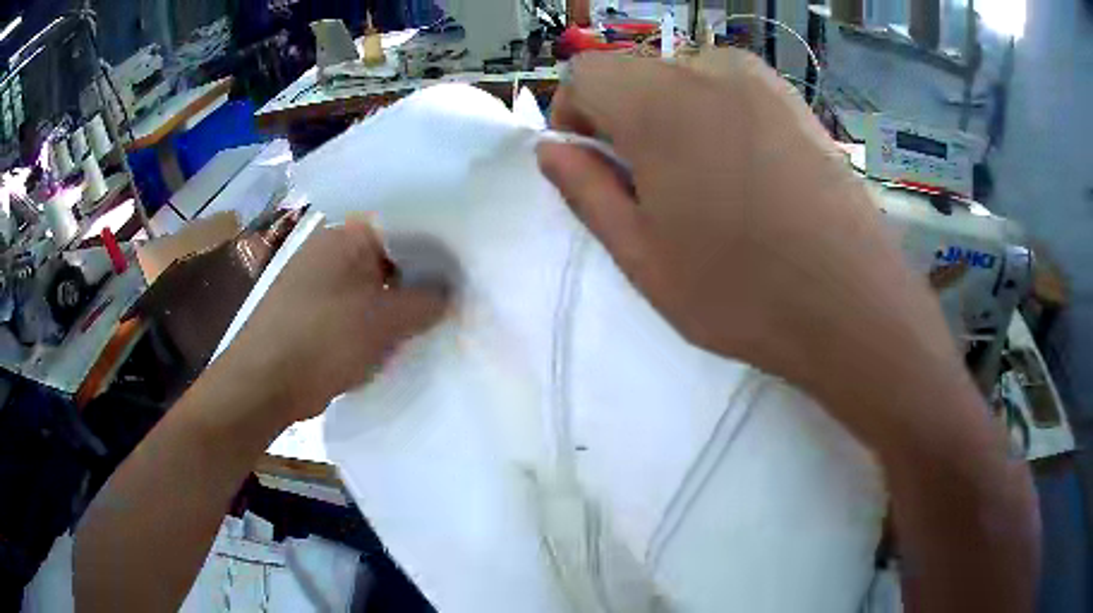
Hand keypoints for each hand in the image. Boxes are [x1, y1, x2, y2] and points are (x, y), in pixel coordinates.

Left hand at [220, 219, 448, 427]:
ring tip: (429, 321)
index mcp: (346, 235)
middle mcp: (329, 248)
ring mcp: (315, 279)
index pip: (404, 226)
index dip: (437, 248)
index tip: (463, 272)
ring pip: (370, 283)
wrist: (263, 384)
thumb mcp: (385, 321)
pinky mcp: (309, 309)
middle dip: (418, 279)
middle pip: (387, 255)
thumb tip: (450, 292)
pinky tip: (394, 338)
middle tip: (453, 299)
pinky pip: (352, 305)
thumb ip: (426, 301)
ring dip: (395, 302)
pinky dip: (373, 318)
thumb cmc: (324, 341)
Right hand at [537, 50, 958, 408]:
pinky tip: (750, 178)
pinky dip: (719, 120)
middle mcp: (709, 70)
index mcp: (658, 102)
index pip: (586, 72)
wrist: (855, 305)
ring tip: (707, 187)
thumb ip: (585, 191)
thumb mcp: (642, 256)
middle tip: (655, 189)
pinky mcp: (797, 102)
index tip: (596, 165)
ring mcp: (763, 81)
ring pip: (685, 81)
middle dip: (626, 121)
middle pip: (637, 74)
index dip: (577, 115)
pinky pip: (733, 93)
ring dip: (674, 120)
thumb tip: (552, 148)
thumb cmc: (741, 291)